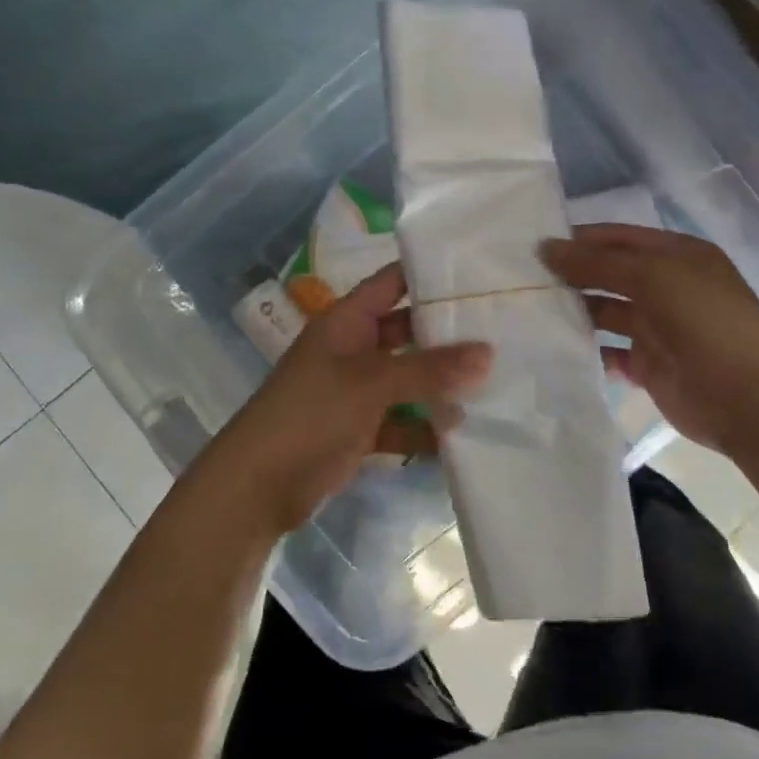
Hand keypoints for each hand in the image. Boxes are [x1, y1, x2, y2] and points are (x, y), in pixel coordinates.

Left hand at [194, 264, 492, 536]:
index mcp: (347, 321)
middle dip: (447, 334)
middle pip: (407, 331)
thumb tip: (489, 353)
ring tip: (496, 382)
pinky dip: (424, 428)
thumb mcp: (370, 384)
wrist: (256, 487)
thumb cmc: (310, 415)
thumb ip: (428, 369)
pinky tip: (461, 436)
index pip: (392, 281)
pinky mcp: (358, 429)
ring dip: (441, 385)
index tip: (480, 272)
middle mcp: (353, 348)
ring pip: (407, 378)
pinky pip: (400, 421)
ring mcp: (355, 390)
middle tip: (502, 330)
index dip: (429, 273)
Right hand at [541, 223, 758, 453]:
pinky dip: (587, 351)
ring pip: (606, 313)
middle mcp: (666, 287)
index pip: (618, 238)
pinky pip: (610, 353)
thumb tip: (545, 248)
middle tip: (522, 280)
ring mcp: (658, 328)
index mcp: (676, 256)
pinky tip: (556, 349)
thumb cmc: (704, 320)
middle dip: (572, 276)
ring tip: (531, 313)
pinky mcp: (649, 366)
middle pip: (609, 274)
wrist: (749, 397)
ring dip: (575, 312)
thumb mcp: (652, 276)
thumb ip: (597, 262)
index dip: (579, 240)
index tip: (534, 247)